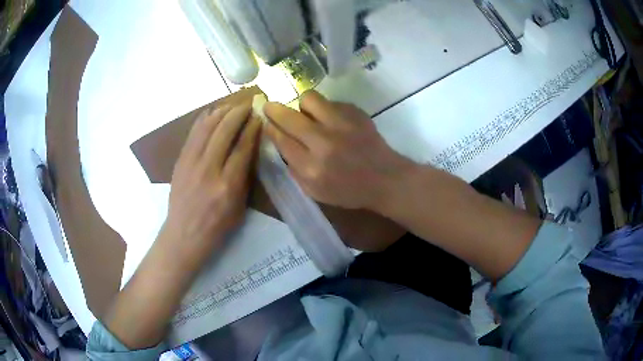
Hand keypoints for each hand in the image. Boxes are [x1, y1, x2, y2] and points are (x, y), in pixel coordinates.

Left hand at [162, 103, 260, 262]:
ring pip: (207, 126)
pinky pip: (193, 132)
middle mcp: (208, 169)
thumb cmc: (216, 226)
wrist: (184, 234)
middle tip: (249, 103)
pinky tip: (213, 112)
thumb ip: (245, 176)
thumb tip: (250, 147)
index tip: (260, 115)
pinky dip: (205, 118)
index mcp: (228, 186)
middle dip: (239, 112)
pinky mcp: (180, 160)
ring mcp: (191, 163)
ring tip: (233, 104)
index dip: (253, 128)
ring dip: (222, 111)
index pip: (243, 147)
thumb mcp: (239, 207)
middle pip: (224, 130)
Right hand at [263, 91, 412, 210]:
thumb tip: (280, 142)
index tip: (265, 121)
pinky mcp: (355, 113)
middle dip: (274, 109)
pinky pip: (331, 102)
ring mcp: (341, 124)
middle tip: (269, 107)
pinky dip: (325, 109)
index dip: (270, 128)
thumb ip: (294, 169)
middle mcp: (323, 142)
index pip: (281, 140)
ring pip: (309, 99)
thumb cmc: (349, 190)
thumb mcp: (315, 191)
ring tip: (306, 114)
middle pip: (289, 117)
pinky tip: (332, 121)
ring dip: (302, 105)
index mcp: (312, 167)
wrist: (385, 178)